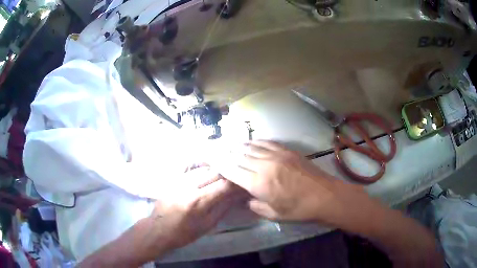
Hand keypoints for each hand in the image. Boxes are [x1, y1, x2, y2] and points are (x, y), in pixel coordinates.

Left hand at [78, 167, 243, 266]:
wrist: (158, 229)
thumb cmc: (184, 233)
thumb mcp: (207, 225)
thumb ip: (223, 207)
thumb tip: (238, 195)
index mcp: (198, 201)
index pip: (225, 184)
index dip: (239, 182)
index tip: (248, 181)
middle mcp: (189, 185)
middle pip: (216, 171)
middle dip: (231, 171)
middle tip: (242, 173)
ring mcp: (180, 179)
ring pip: (206, 166)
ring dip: (220, 167)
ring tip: (231, 170)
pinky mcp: (175, 177)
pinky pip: (195, 168)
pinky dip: (208, 168)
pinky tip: (214, 169)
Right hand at [217, 140, 349, 222]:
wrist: (325, 196)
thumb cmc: (299, 210)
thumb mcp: (274, 214)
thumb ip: (256, 206)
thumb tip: (246, 199)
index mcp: (259, 184)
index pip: (232, 171)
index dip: (220, 165)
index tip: (211, 161)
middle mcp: (265, 166)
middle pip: (239, 156)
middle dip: (226, 153)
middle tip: (217, 151)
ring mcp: (277, 155)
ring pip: (251, 147)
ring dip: (238, 146)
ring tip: (230, 146)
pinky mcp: (287, 151)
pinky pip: (267, 143)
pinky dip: (255, 142)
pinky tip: (251, 143)